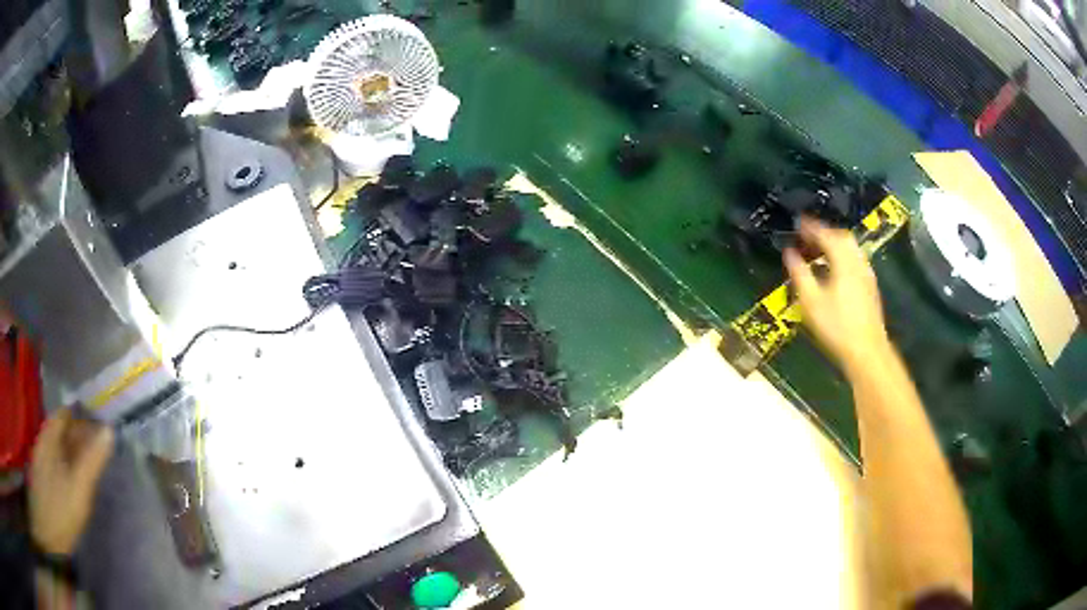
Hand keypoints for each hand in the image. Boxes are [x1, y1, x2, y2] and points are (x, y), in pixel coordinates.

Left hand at [29, 408, 113, 555]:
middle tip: (102, 446)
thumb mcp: (79, 487)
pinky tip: (76, 477)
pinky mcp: (45, 474)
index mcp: (52, 434)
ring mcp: (44, 456)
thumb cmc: (61, 507)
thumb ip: (93, 459)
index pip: (68, 413)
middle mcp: (46, 439)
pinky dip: (69, 462)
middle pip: (64, 428)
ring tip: (92, 462)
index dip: (84, 414)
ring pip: (61, 445)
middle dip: (81, 433)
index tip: (102, 423)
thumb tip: (110, 430)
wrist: (47, 528)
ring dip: (75, 449)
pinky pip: (58, 459)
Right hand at [783, 217, 890, 373]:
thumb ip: (799, 273)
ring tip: (819, 250)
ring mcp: (866, 274)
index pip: (826, 234)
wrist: (867, 351)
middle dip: (825, 232)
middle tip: (808, 235)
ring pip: (851, 249)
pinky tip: (834, 269)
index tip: (797, 223)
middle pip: (842, 237)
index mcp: (843, 261)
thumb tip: (789, 253)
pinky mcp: (870, 287)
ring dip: (835, 244)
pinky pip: (855, 260)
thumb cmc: (837, 327)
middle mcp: (857, 262)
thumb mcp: (811, 301)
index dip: (811, 226)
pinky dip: (842, 256)